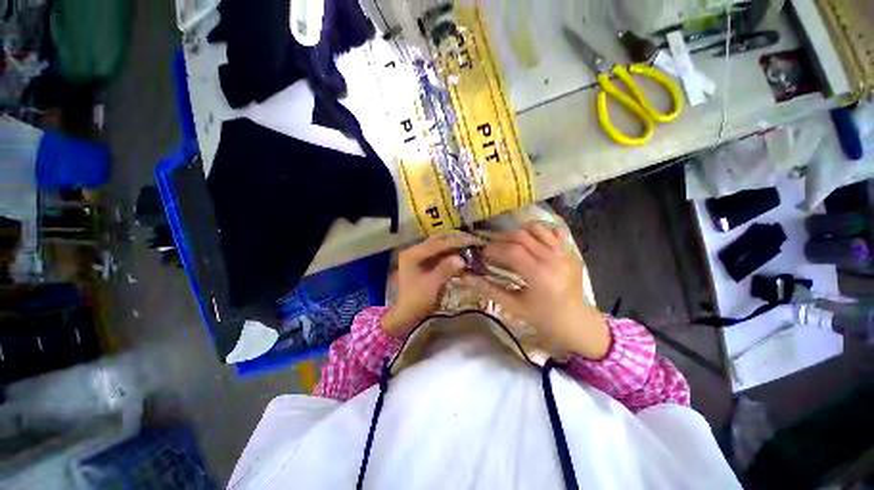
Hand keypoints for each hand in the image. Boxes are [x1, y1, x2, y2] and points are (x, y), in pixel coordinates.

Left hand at [382, 232, 478, 336]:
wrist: (405, 315)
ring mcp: (418, 257)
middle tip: (472, 241)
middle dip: (455, 241)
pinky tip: (460, 257)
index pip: (438, 244)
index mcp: (413, 254)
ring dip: (453, 248)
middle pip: (438, 242)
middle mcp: (414, 251)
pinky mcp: (423, 264)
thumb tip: (461, 258)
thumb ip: (446, 269)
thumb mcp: (432, 284)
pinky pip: (438, 256)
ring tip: (469, 247)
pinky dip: (449, 256)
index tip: (472, 240)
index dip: (456, 242)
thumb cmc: (416, 300)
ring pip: (439, 248)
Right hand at [466, 222, 609, 359]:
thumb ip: (489, 289)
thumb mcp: (513, 306)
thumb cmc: (542, 317)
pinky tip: (530, 242)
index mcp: (540, 275)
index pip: (512, 251)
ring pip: (537, 229)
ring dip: (519, 232)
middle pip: (522, 236)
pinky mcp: (570, 251)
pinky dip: (538, 232)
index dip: (493, 249)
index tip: (483, 253)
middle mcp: (553, 259)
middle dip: (502, 239)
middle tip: (493, 248)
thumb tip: (467, 277)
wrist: (575, 321)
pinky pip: (552, 232)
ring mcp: (564, 253)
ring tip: (509, 243)